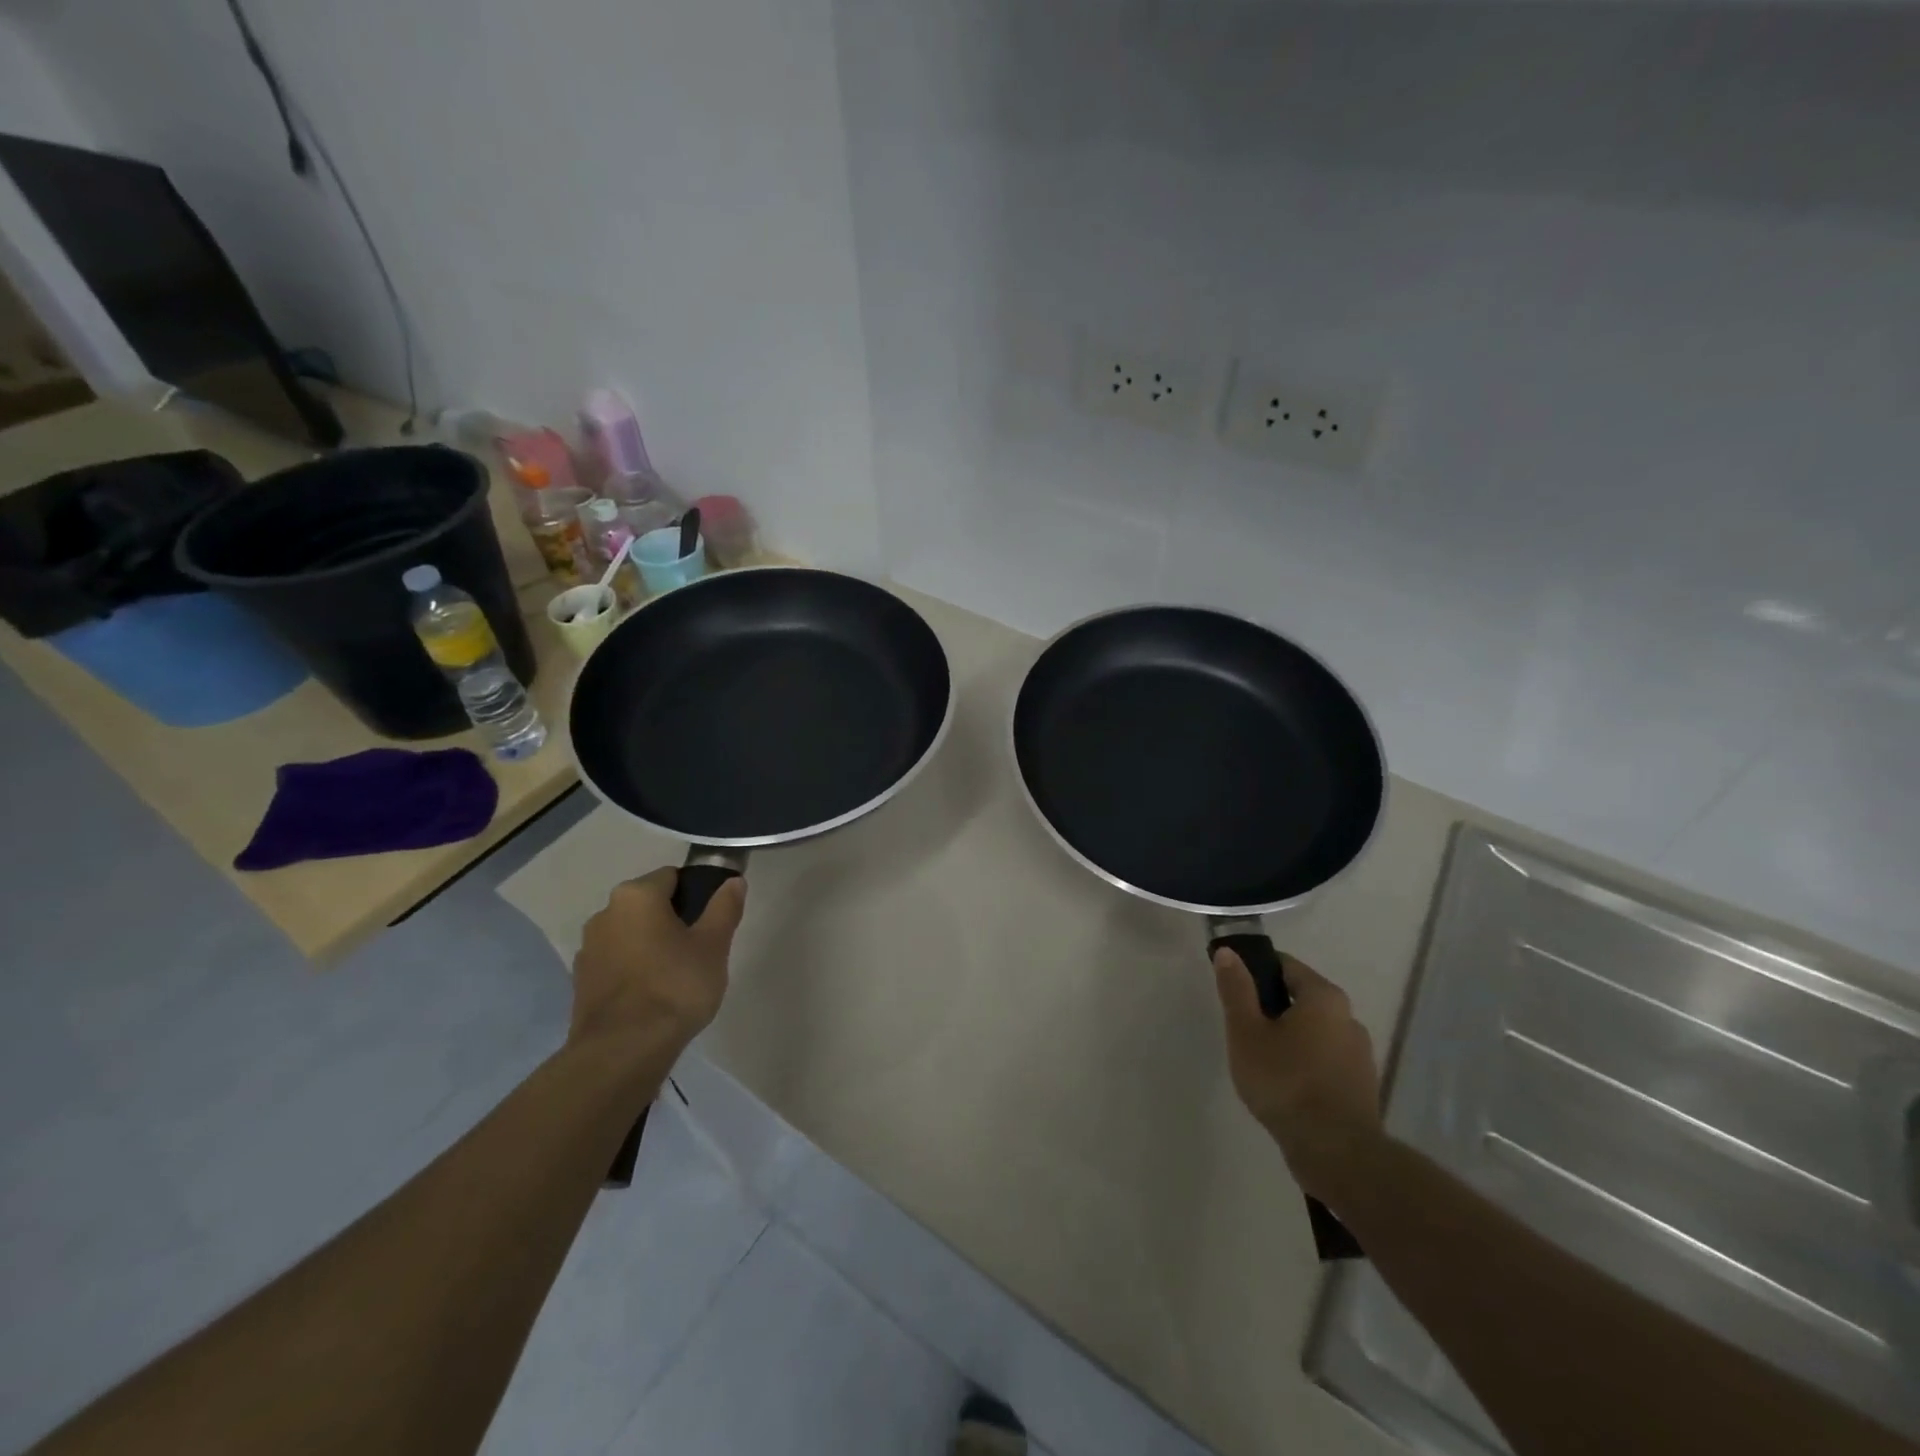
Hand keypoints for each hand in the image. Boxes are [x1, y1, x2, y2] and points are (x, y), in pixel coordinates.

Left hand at [570, 868, 746, 1066]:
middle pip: (649, 904)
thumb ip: (724, 908)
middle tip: (699, 948)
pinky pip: (617, 961)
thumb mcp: (713, 945)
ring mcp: (588, 948)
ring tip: (677, 975)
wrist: (623, 1051)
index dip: (697, 893)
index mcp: (636, 895)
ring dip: (650, 944)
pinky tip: (653, 994)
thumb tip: (733, 881)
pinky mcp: (581, 981)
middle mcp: (605, 912)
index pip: (673, 877)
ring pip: (631, 933)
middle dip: (673, 919)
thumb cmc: (675, 987)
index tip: (712, 919)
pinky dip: (634, 968)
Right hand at [1214, 949, 1382, 1200]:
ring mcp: (1360, 1055)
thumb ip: (1236, 989)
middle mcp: (1349, 1018)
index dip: (1254, 970)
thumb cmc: (1285, 1081)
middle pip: (1301, 999)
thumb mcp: (1246, 1031)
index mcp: (1324, 997)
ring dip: (1289, 1038)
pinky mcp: (1361, 1087)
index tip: (1233, 989)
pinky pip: (1325, 1061)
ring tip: (1260, 1061)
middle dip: (1270, 1008)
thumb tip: (1228, 952)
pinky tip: (1284, 1086)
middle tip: (1241, 1029)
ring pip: (1314, 1032)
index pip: (1285, 965)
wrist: (1336, 1153)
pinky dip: (1304, 1064)